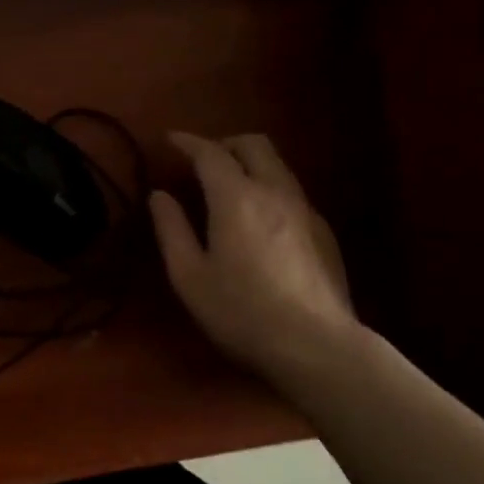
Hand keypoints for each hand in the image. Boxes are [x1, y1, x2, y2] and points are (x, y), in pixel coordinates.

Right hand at [149, 132, 357, 379]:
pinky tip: (259, 218)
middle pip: (254, 144)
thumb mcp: (189, 276)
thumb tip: (160, 196)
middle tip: (201, 160)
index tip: (169, 139)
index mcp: (237, 198)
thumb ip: (172, 229)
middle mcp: (275, 191)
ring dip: (250, 162)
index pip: (210, 153)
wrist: (314, 344)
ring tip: (229, 185)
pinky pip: (292, 190)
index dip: (187, 142)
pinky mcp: (323, 230)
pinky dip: (269, 186)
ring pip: (278, 165)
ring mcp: (305, 209)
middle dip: (224, 143)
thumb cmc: (240, 312)